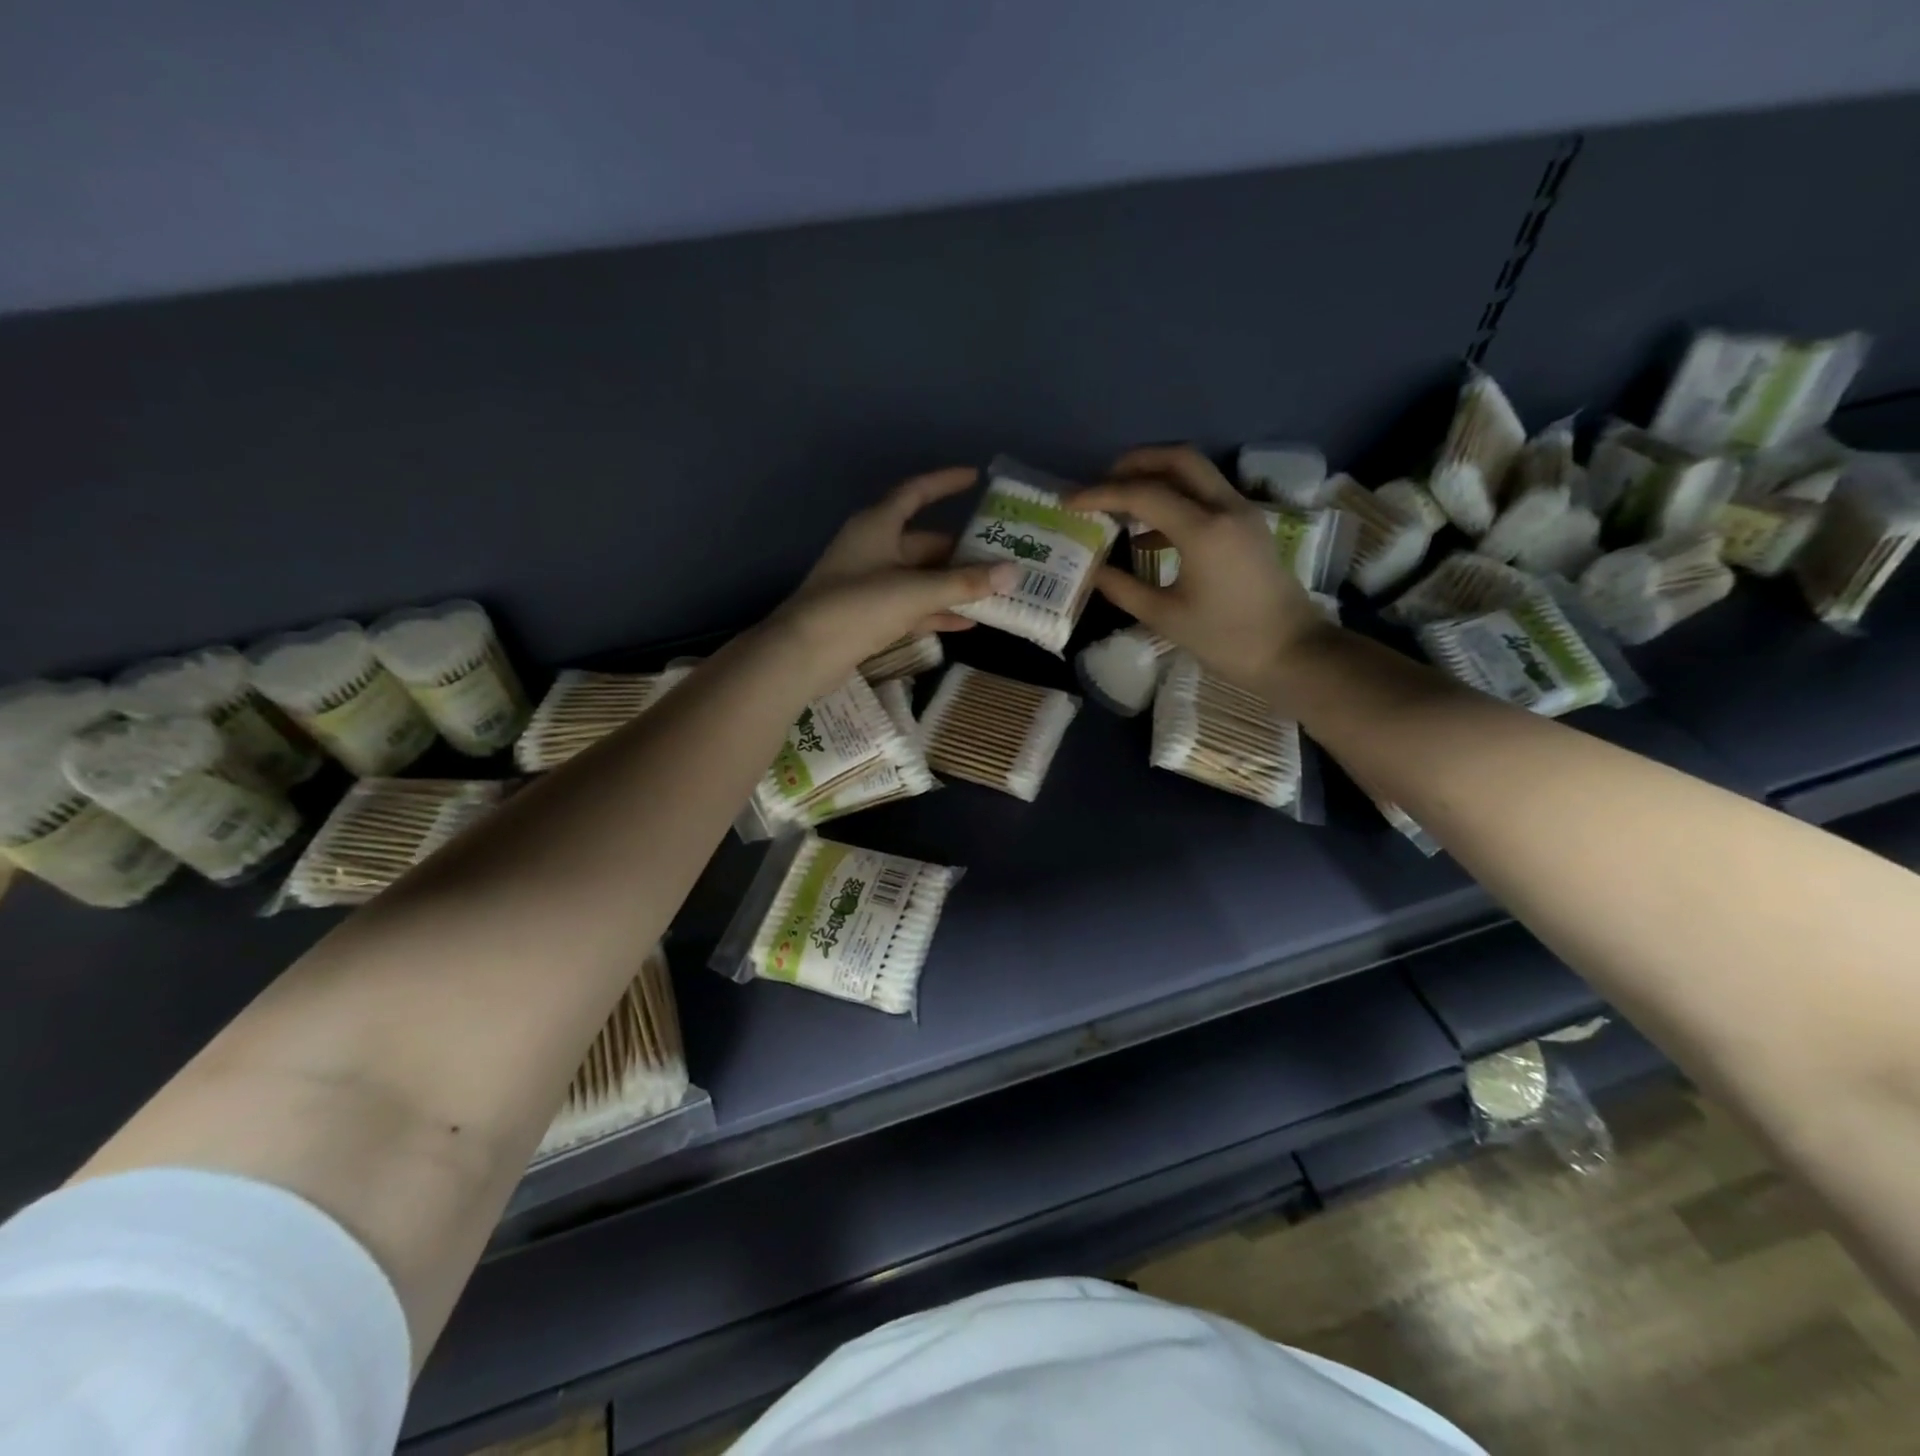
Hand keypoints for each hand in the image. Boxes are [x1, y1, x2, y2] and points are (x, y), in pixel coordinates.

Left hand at [772, 467, 1019, 685]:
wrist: (804, 653)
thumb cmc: (858, 606)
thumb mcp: (916, 591)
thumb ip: (965, 583)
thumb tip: (1014, 572)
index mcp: (878, 525)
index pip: (916, 493)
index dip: (945, 483)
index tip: (976, 478)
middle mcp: (874, 548)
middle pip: (925, 543)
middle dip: (962, 552)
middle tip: (1002, 557)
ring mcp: (871, 584)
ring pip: (921, 578)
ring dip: (953, 586)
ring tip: (994, 591)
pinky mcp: (869, 616)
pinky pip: (912, 607)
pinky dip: (937, 612)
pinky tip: (968, 623)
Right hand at [1068, 446, 1331, 688]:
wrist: (1291, 652)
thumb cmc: (1226, 640)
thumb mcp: (1165, 617)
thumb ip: (1123, 589)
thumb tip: (1092, 571)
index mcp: (1203, 530)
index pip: (1144, 494)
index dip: (1101, 494)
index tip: (1069, 501)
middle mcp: (1225, 508)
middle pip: (1178, 460)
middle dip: (1135, 463)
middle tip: (1101, 482)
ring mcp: (1242, 513)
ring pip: (1196, 473)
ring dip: (1156, 476)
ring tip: (1119, 501)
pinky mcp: (1247, 525)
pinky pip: (1206, 495)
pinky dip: (1174, 499)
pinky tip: (1147, 532)